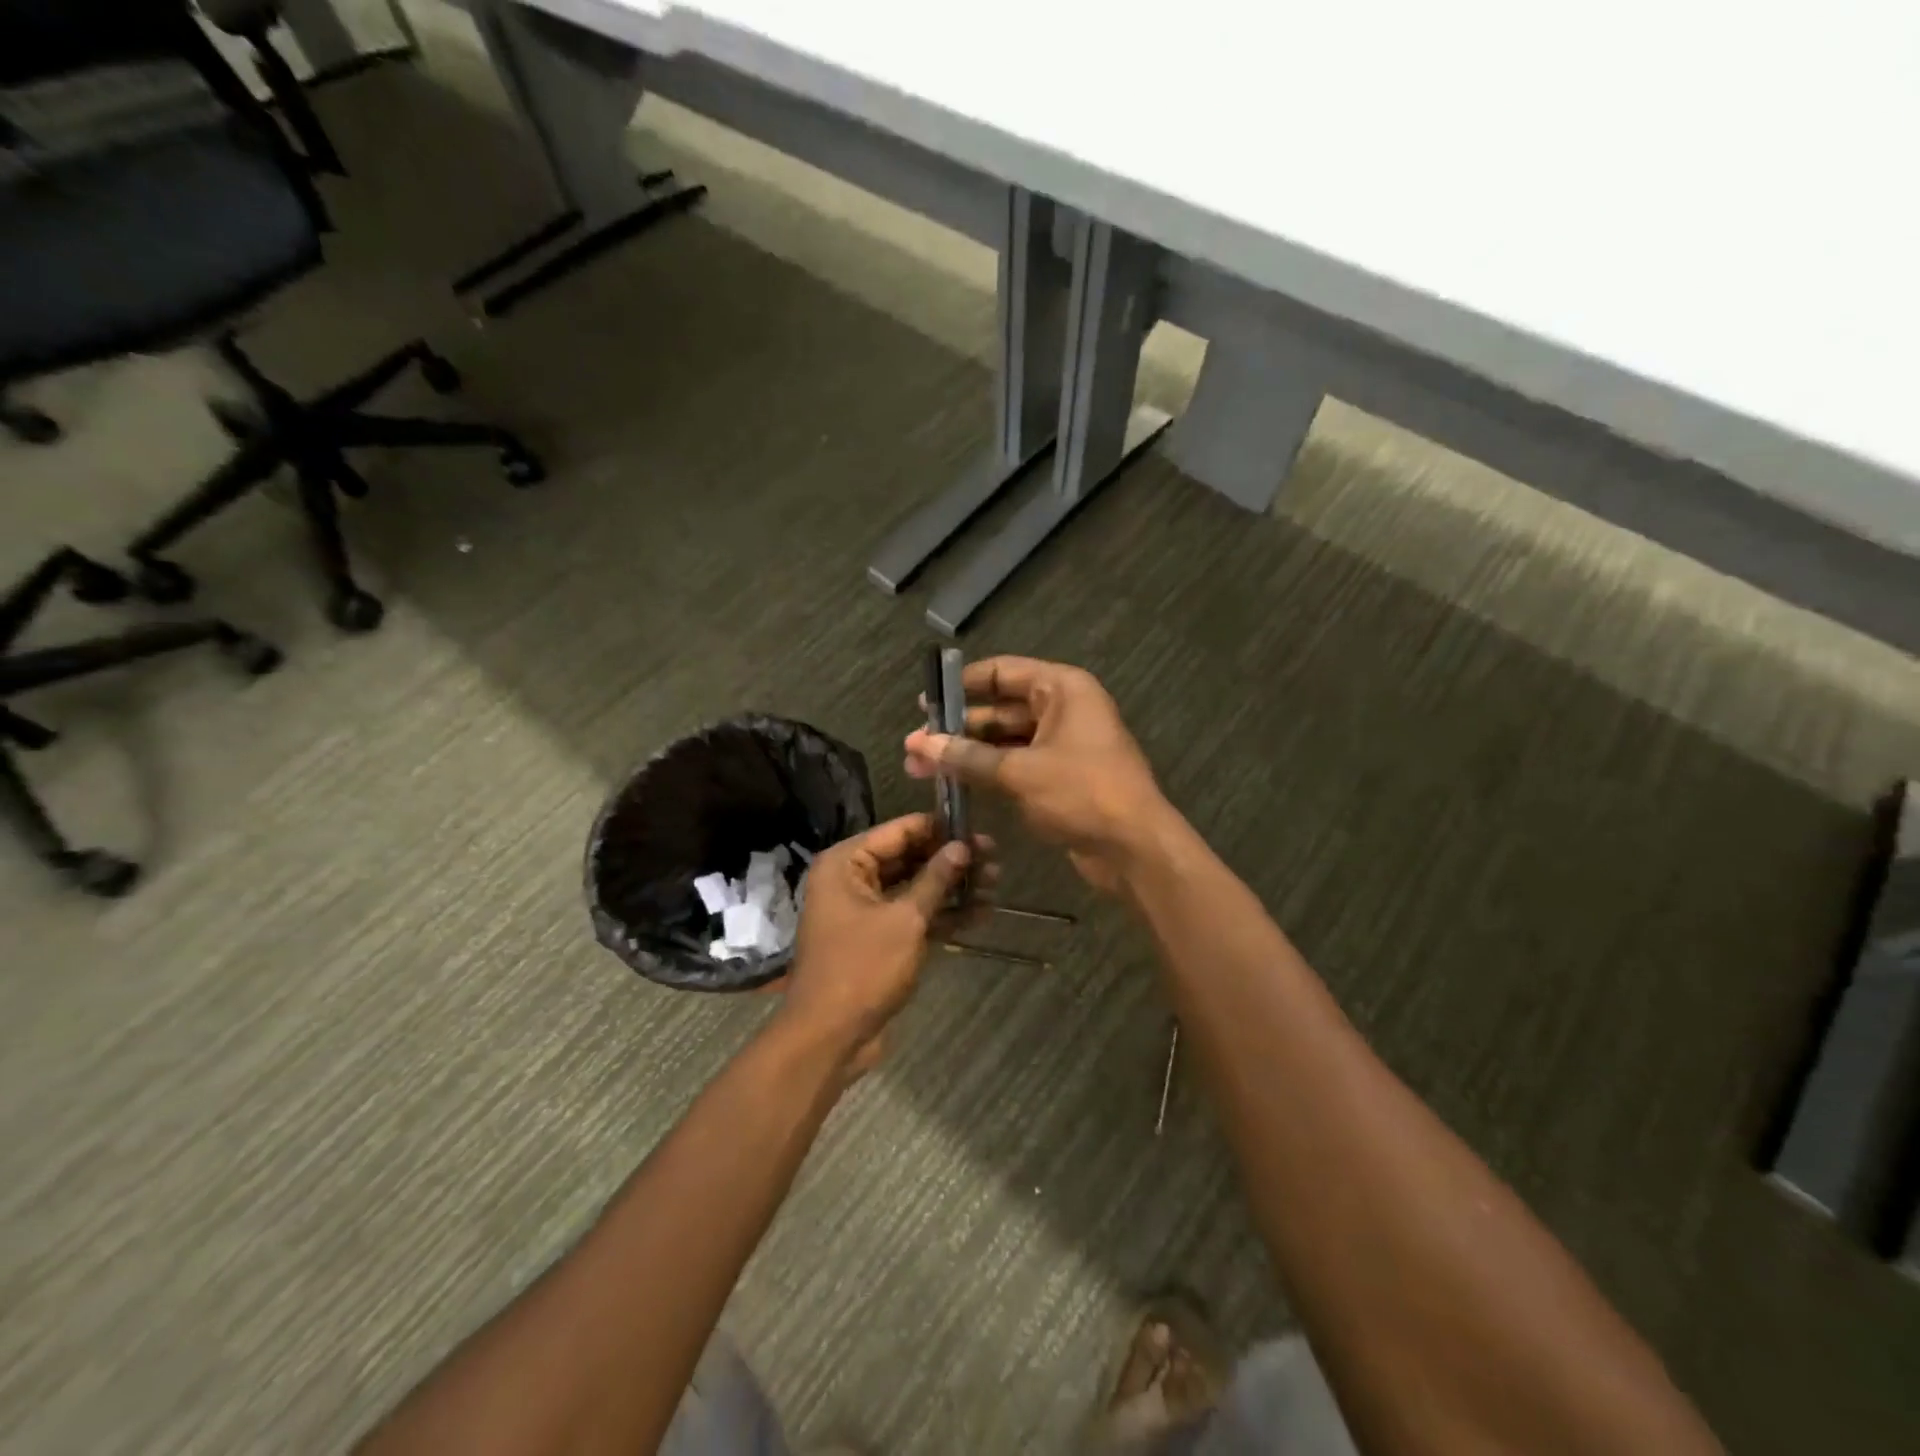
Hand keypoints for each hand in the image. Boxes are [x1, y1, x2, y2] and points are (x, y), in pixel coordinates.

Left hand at [781, 812, 980, 1076]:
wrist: (829, 1037)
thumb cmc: (862, 968)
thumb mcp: (905, 920)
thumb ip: (935, 879)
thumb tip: (963, 846)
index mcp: (846, 863)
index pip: (898, 831)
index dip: (938, 828)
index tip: (977, 827)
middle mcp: (852, 880)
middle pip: (908, 858)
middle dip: (951, 860)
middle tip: (994, 858)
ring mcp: (866, 911)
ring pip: (915, 888)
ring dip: (952, 888)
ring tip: (995, 884)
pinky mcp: (879, 939)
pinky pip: (913, 916)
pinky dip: (942, 915)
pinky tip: (980, 913)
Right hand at [904, 656, 1171, 894]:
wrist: (1135, 848)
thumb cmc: (1082, 793)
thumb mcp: (1020, 772)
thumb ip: (967, 757)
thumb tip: (920, 743)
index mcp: (1062, 689)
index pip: (1002, 672)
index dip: (962, 684)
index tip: (925, 702)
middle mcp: (1063, 709)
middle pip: (1000, 709)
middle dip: (958, 728)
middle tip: (914, 746)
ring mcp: (1063, 745)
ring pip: (1006, 741)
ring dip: (968, 753)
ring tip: (921, 768)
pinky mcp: (1061, 777)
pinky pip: (1017, 765)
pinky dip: (988, 772)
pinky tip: (954, 785)